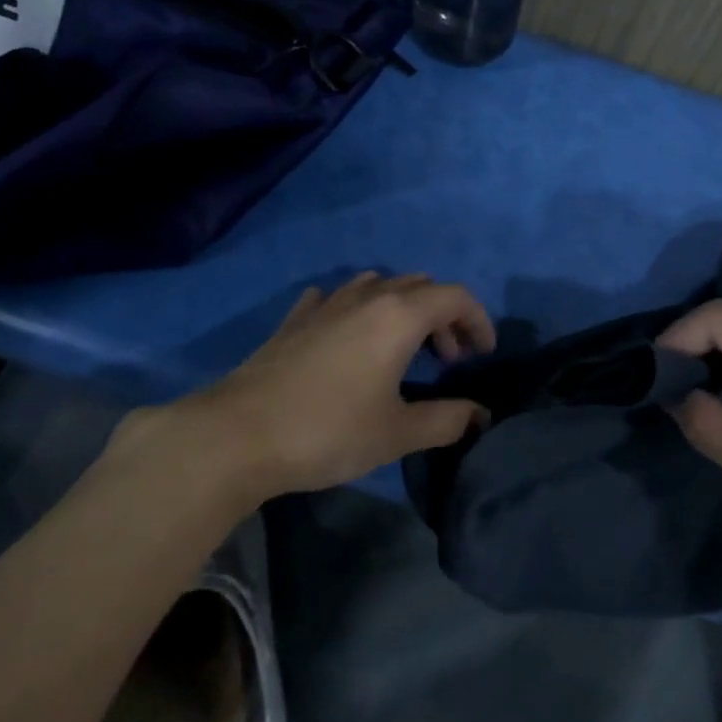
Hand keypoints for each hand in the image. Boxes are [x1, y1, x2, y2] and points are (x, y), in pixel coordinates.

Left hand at [174, 273, 494, 496]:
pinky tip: (349, 337)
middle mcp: (366, 297)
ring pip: (378, 286)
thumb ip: (447, 420)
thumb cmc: (329, 431)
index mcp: (398, 315)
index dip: (479, 321)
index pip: (455, 297)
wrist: (238, 435)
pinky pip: (337, 299)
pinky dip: (358, 310)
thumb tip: (479, 415)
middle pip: (420, 287)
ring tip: (404, 348)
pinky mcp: (295, 320)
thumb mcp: (398, 433)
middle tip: (447, 359)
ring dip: (403, 309)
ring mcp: (326, 304)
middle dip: (444, 317)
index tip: (483, 355)